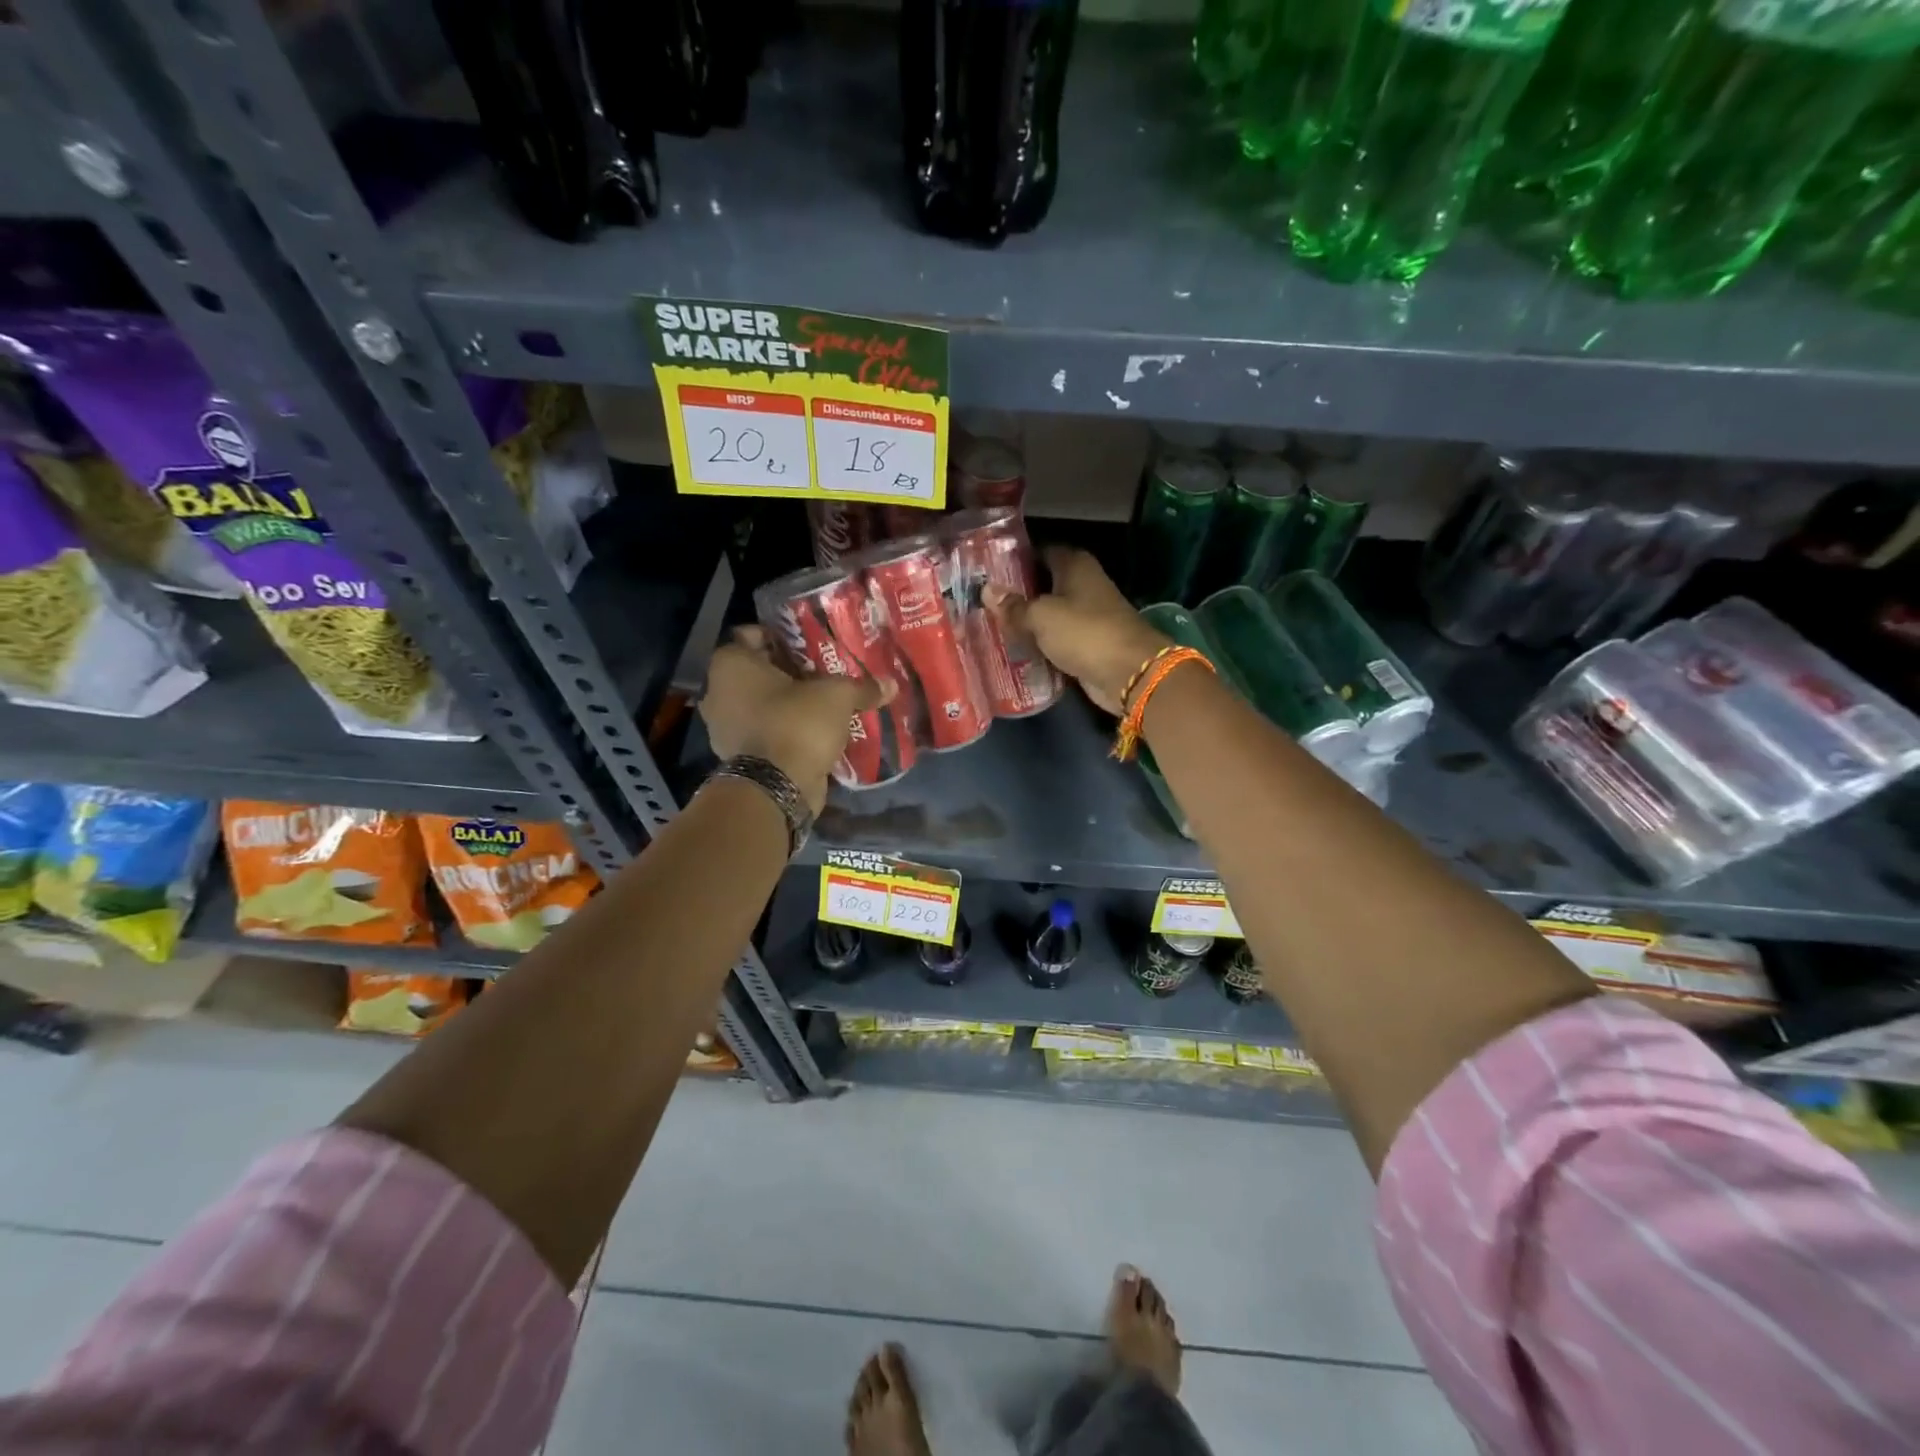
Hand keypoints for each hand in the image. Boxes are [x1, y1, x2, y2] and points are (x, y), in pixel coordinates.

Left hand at [701, 627, 887, 813]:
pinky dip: (786, 732)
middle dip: (792, 673)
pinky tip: (816, 732)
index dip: (784, 637)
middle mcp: (718, 692)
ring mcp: (725, 728)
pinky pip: (767, 733)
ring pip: (763, 705)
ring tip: (825, 704)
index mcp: (731, 664)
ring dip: (789, 705)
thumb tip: (892, 684)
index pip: (753, 635)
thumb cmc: (797, 723)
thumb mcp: (837, 697)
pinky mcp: (739, 757)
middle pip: (760, 672)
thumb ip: (861, 687)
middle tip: (826, 673)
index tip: (812, 643)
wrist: (777, 788)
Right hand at [984, 546, 1170, 715]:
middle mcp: (1083, 585)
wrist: (1129, 673)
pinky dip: (1040, 643)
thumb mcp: (1042, 616)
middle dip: (1017, 592)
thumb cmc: (1085, 632)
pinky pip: (1057, 638)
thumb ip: (1014, 606)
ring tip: (991, 625)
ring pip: (1049, 613)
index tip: (988, 569)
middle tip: (982, 600)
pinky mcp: (1088, 643)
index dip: (1016, 558)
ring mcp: (1087, 615)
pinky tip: (1014, 649)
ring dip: (1027, 620)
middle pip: (1043, 583)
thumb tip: (987, 591)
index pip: (1041, 551)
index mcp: (1075, 565)